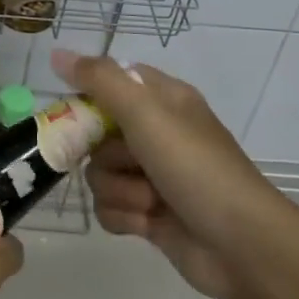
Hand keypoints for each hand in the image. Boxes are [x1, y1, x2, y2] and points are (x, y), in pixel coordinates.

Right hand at [54, 50, 279, 298]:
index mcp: (163, 100)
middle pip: (98, 134)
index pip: (111, 82)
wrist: (242, 245)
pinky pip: (109, 207)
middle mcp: (156, 133)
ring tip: (150, 200)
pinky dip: (124, 216)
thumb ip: (99, 80)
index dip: (90, 97)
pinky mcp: (148, 215)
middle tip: (127, 161)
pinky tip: (147, 223)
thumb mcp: (146, 112)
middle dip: (107, 154)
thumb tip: (57, 54)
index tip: (80, 115)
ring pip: (100, 173)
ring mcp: (152, 176)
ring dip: (120, 189)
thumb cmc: (196, 167)